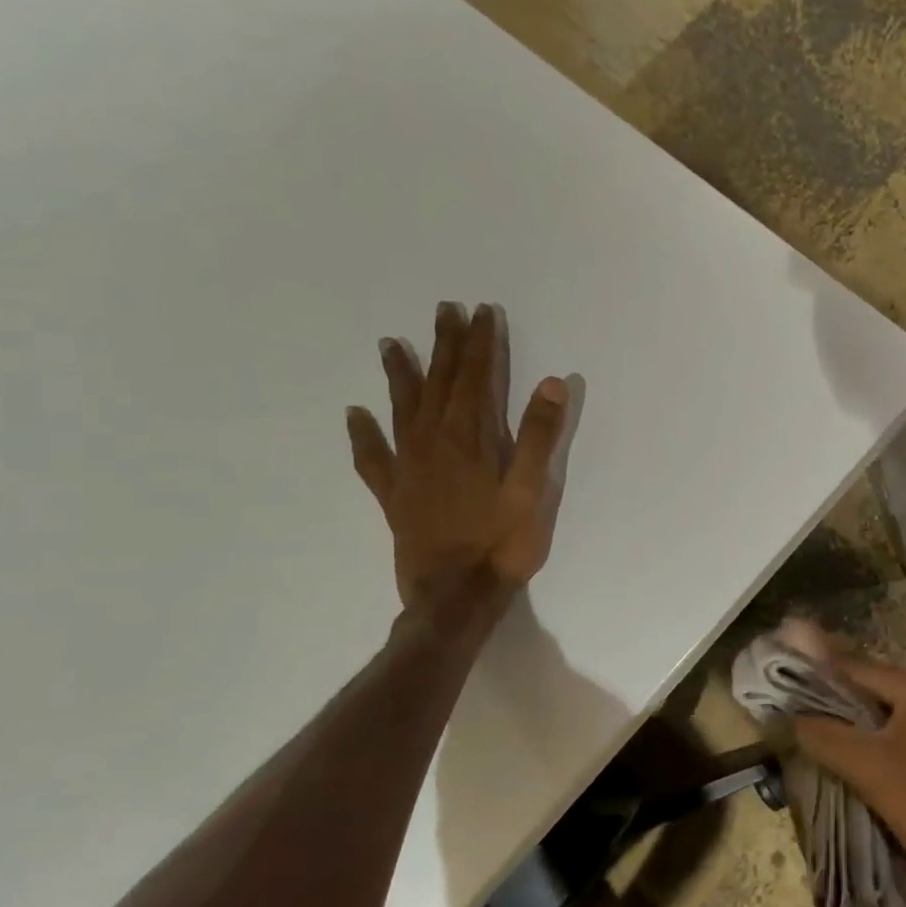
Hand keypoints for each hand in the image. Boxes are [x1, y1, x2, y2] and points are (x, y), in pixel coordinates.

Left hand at [345, 301, 567, 616]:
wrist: (454, 596)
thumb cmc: (502, 544)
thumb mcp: (532, 490)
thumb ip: (538, 436)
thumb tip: (550, 382)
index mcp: (470, 440)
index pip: (476, 379)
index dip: (480, 344)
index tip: (482, 312)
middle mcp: (433, 444)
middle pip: (439, 384)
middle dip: (445, 346)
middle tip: (444, 310)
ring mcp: (408, 469)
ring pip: (402, 409)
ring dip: (400, 375)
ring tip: (392, 344)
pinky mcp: (394, 494)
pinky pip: (373, 457)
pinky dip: (363, 434)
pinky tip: (355, 416)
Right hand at [793, 652, 905, 888]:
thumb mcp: (867, 766)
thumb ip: (825, 736)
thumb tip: (788, 716)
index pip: (855, 667)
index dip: (817, 671)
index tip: (781, 677)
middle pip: (866, 688)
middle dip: (828, 698)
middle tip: (788, 707)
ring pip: (876, 715)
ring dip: (844, 723)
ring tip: (804, 731)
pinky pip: (889, 737)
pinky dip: (863, 742)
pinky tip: (838, 756)